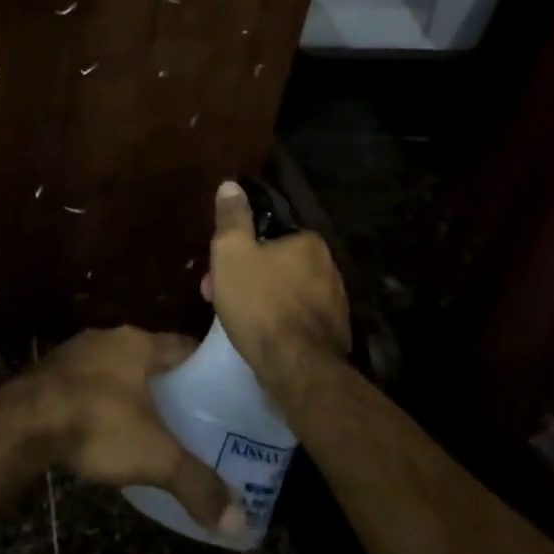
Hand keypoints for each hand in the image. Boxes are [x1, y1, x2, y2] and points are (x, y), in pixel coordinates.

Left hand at [4, 326, 244, 538]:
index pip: (183, 346)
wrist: (23, 423)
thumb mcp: (156, 457)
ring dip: (130, 390)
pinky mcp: (50, 371)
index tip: (221, 393)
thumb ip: (197, 484)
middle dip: (167, 383)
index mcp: (138, 343)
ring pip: (115, 368)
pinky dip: (100, 399)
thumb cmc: (98, 424)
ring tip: (149, 424)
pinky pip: (87, 381)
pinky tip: (104, 427)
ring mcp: (75, 351)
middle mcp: (108, 337)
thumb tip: (238, 523)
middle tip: (190, 415)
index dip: (204, 368)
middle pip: (148, 356)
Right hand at [206, 180, 349, 389]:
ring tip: (236, 322)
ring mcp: (336, 304)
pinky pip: (298, 319)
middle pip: (276, 264)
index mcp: (309, 242)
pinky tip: (262, 337)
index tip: (217, 270)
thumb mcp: (232, 253)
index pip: (268, 236)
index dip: (238, 250)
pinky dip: (279, 322)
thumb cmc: (260, 302)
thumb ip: (232, 217)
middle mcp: (330, 267)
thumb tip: (231, 185)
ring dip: (261, 300)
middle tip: (218, 297)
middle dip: (246, 277)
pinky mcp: (335, 335)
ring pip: (286, 292)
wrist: (297, 368)